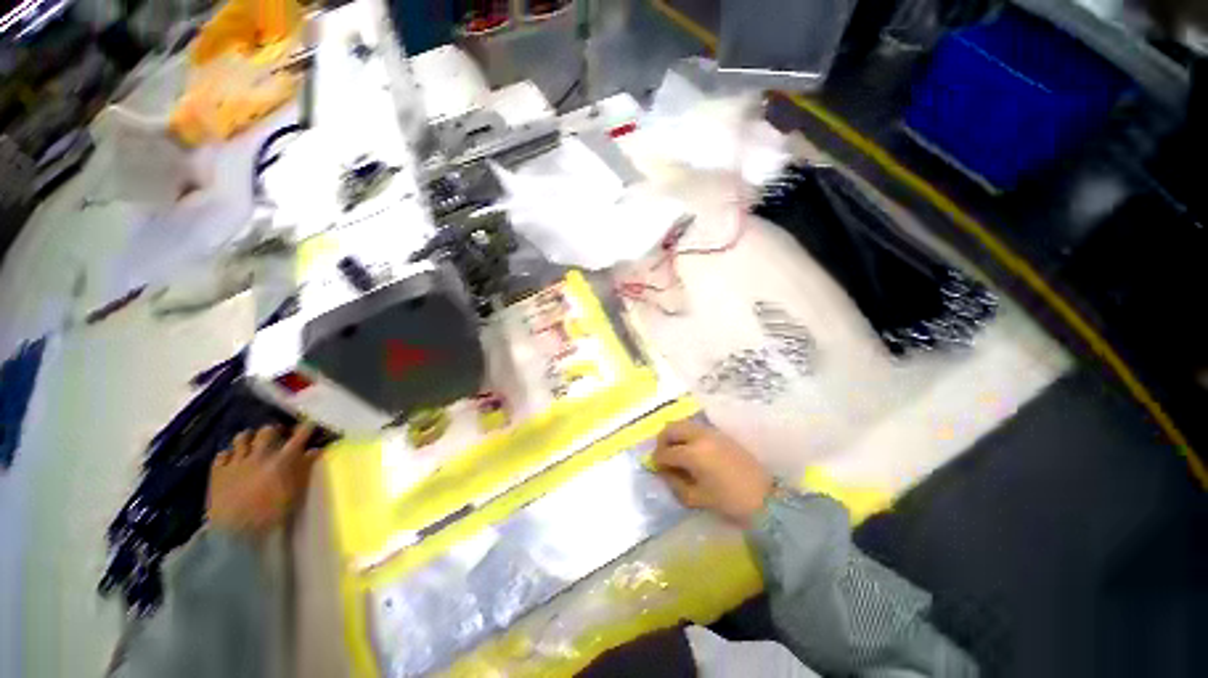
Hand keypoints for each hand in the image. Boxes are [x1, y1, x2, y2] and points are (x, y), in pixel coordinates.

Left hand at [206, 422, 324, 538]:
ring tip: (252, 442)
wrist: (235, 531)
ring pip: (242, 438)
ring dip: (249, 437)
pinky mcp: (218, 471)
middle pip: (267, 432)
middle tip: (277, 435)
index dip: (305, 428)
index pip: (298, 437)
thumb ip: (304, 468)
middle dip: (274, 431)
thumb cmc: (271, 512)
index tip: (310, 424)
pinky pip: (223, 454)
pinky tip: (232, 459)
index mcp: (282, 460)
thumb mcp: (294, 491)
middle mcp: (260, 455)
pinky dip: (229, 453)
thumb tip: (314, 451)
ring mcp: (236, 462)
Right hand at [653, 420, 772, 526]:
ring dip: (675, 436)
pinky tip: (691, 451)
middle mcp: (700, 436)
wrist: (766, 499)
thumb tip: (663, 472)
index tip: (656, 468)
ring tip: (676, 453)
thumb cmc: (729, 502)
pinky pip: (696, 428)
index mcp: (693, 453)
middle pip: (671, 428)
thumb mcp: (696, 498)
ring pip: (684, 424)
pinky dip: (687, 435)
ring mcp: (712, 432)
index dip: (657, 460)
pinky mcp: (721, 434)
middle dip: (662, 441)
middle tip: (663, 456)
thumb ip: (674, 483)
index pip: (666, 451)